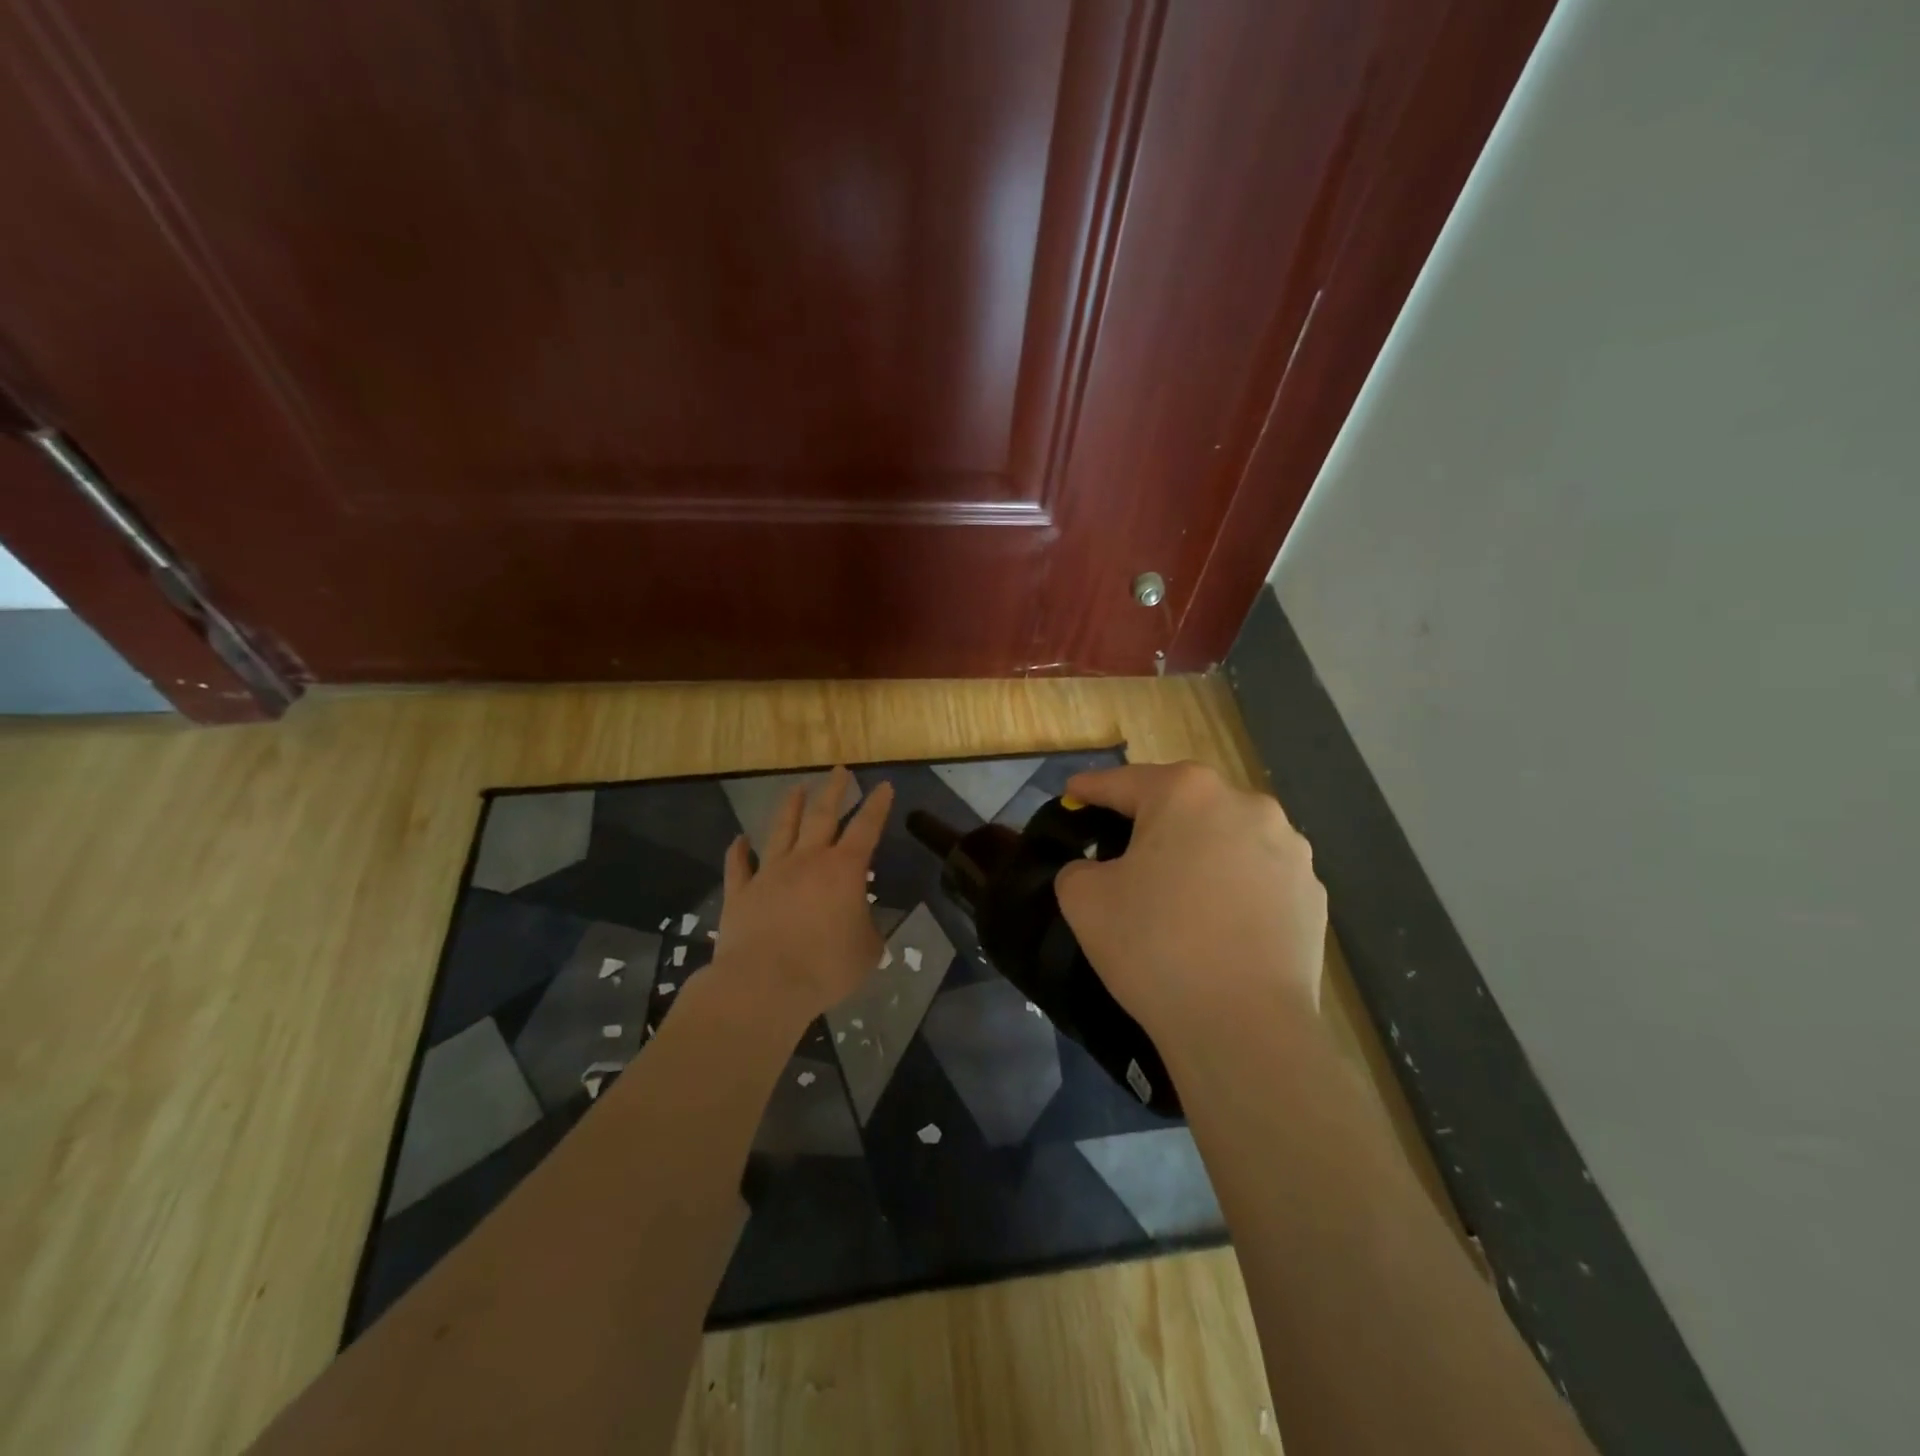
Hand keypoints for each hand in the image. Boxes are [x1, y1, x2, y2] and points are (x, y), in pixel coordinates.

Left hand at [712, 767, 893, 1022]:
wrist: (764, 984)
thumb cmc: (826, 967)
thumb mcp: (867, 950)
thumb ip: (868, 928)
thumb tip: (861, 920)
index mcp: (843, 870)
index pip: (866, 828)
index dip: (877, 806)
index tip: (884, 785)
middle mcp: (807, 861)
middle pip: (822, 815)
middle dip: (833, 790)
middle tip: (839, 770)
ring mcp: (769, 873)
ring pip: (781, 830)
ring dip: (790, 807)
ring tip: (797, 788)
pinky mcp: (740, 893)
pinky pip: (738, 865)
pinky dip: (738, 851)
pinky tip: (739, 840)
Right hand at [1054, 762, 1326, 1052]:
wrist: (1243, 1027)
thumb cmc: (1154, 946)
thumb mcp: (1084, 900)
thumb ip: (1078, 867)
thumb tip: (1097, 870)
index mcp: (1186, 792)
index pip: (1123, 783)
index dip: (1091, 789)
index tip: (1072, 793)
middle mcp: (1245, 805)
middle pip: (1182, 804)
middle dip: (1150, 820)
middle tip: (1121, 849)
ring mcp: (1290, 849)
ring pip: (1225, 838)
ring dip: (1198, 852)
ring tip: (1177, 892)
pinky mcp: (1312, 893)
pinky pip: (1257, 876)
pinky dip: (1232, 887)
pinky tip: (1217, 923)